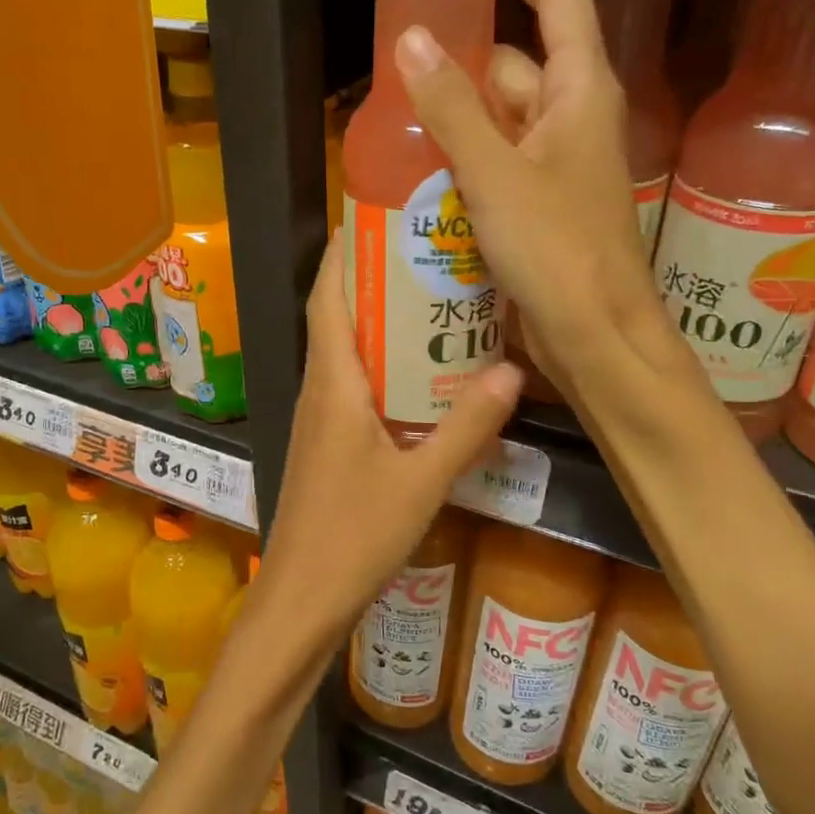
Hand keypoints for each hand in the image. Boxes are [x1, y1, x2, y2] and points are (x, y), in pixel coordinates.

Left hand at [256, 240, 520, 651]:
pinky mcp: (329, 444)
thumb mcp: (421, 482)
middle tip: (429, 253)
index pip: (328, 299)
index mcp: (333, 384)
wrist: (302, 598)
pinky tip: (423, 376)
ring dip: (380, 322)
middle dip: (374, 279)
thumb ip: (466, 428)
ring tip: (436, 301)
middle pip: (338, 317)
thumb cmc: (354, 536)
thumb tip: (511, 373)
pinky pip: (353, 386)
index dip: (345, 253)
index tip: (377, 215)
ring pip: (347, 352)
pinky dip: (382, 365)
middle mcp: (320, 390)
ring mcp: (321, 419)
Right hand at [395, 0, 672, 393]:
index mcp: (581, 93)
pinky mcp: (540, 206)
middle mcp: (573, 121)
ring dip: (459, 120)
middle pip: (517, 67)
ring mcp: (557, 167)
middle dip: (464, 63)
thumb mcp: (495, 174)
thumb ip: (451, 109)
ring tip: (397, 120)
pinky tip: (424, 174)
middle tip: (401, 64)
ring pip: (502, 122)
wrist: (594, 337)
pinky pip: (499, 166)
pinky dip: (466, 163)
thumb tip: (412, 39)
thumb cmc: (556, 250)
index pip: (561, 3)